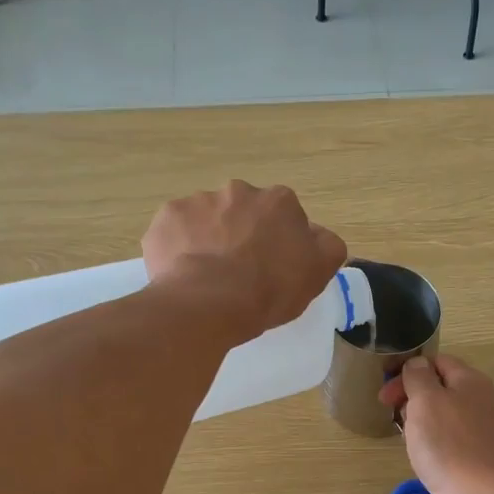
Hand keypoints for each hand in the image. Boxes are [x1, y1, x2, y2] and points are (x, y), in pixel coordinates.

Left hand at [143, 182, 347, 343]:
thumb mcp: (317, 273)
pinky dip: (179, 248)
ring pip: (207, 219)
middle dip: (241, 234)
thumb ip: (326, 246)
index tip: (273, 267)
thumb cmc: (270, 289)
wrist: (209, 302)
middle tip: (239, 272)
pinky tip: (183, 274)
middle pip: (243, 212)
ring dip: (209, 239)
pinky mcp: (166, 218)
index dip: (279, 242)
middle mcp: (239, 191)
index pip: (284, 216)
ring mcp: (198, 201)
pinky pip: (175, 232)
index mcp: (279, 201)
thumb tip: (317, 235)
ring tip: (208, 277)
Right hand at [379, 354, 493, 493]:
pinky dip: (428, 440)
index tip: (386, 389)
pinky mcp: (472, 454)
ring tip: (402, 433)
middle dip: (410, 394)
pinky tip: (419, 453)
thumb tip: (417, 365)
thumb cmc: (447, 443)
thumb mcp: (426, 399)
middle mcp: (478, 400)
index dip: (409, 369)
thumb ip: (418, 376)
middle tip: (389, 410)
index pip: (437, 361)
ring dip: (417, 419)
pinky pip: (445, 437)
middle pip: (438, 386)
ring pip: (439, 413)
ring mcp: (477, 429)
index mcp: (470, 380)